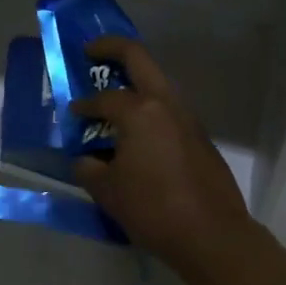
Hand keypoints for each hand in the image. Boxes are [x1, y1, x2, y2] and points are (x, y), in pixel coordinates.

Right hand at [70, 37, 258, 273]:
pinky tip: (138, 133)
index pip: (103, 98)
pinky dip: (150, 108)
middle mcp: (166, 105)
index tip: (72, 113)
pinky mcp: (200, 137)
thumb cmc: (154, 209)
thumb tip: (85, 160)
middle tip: (91, 51)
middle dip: (112, 48)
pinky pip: (169, 110)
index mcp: (140, 112)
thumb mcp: (108, 191)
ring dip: (135, 80)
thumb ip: (89, 168)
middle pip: (139, 58)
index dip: (83, 105)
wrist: (213, 236)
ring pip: (158, 83)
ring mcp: (188, 119)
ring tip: (113, 95)